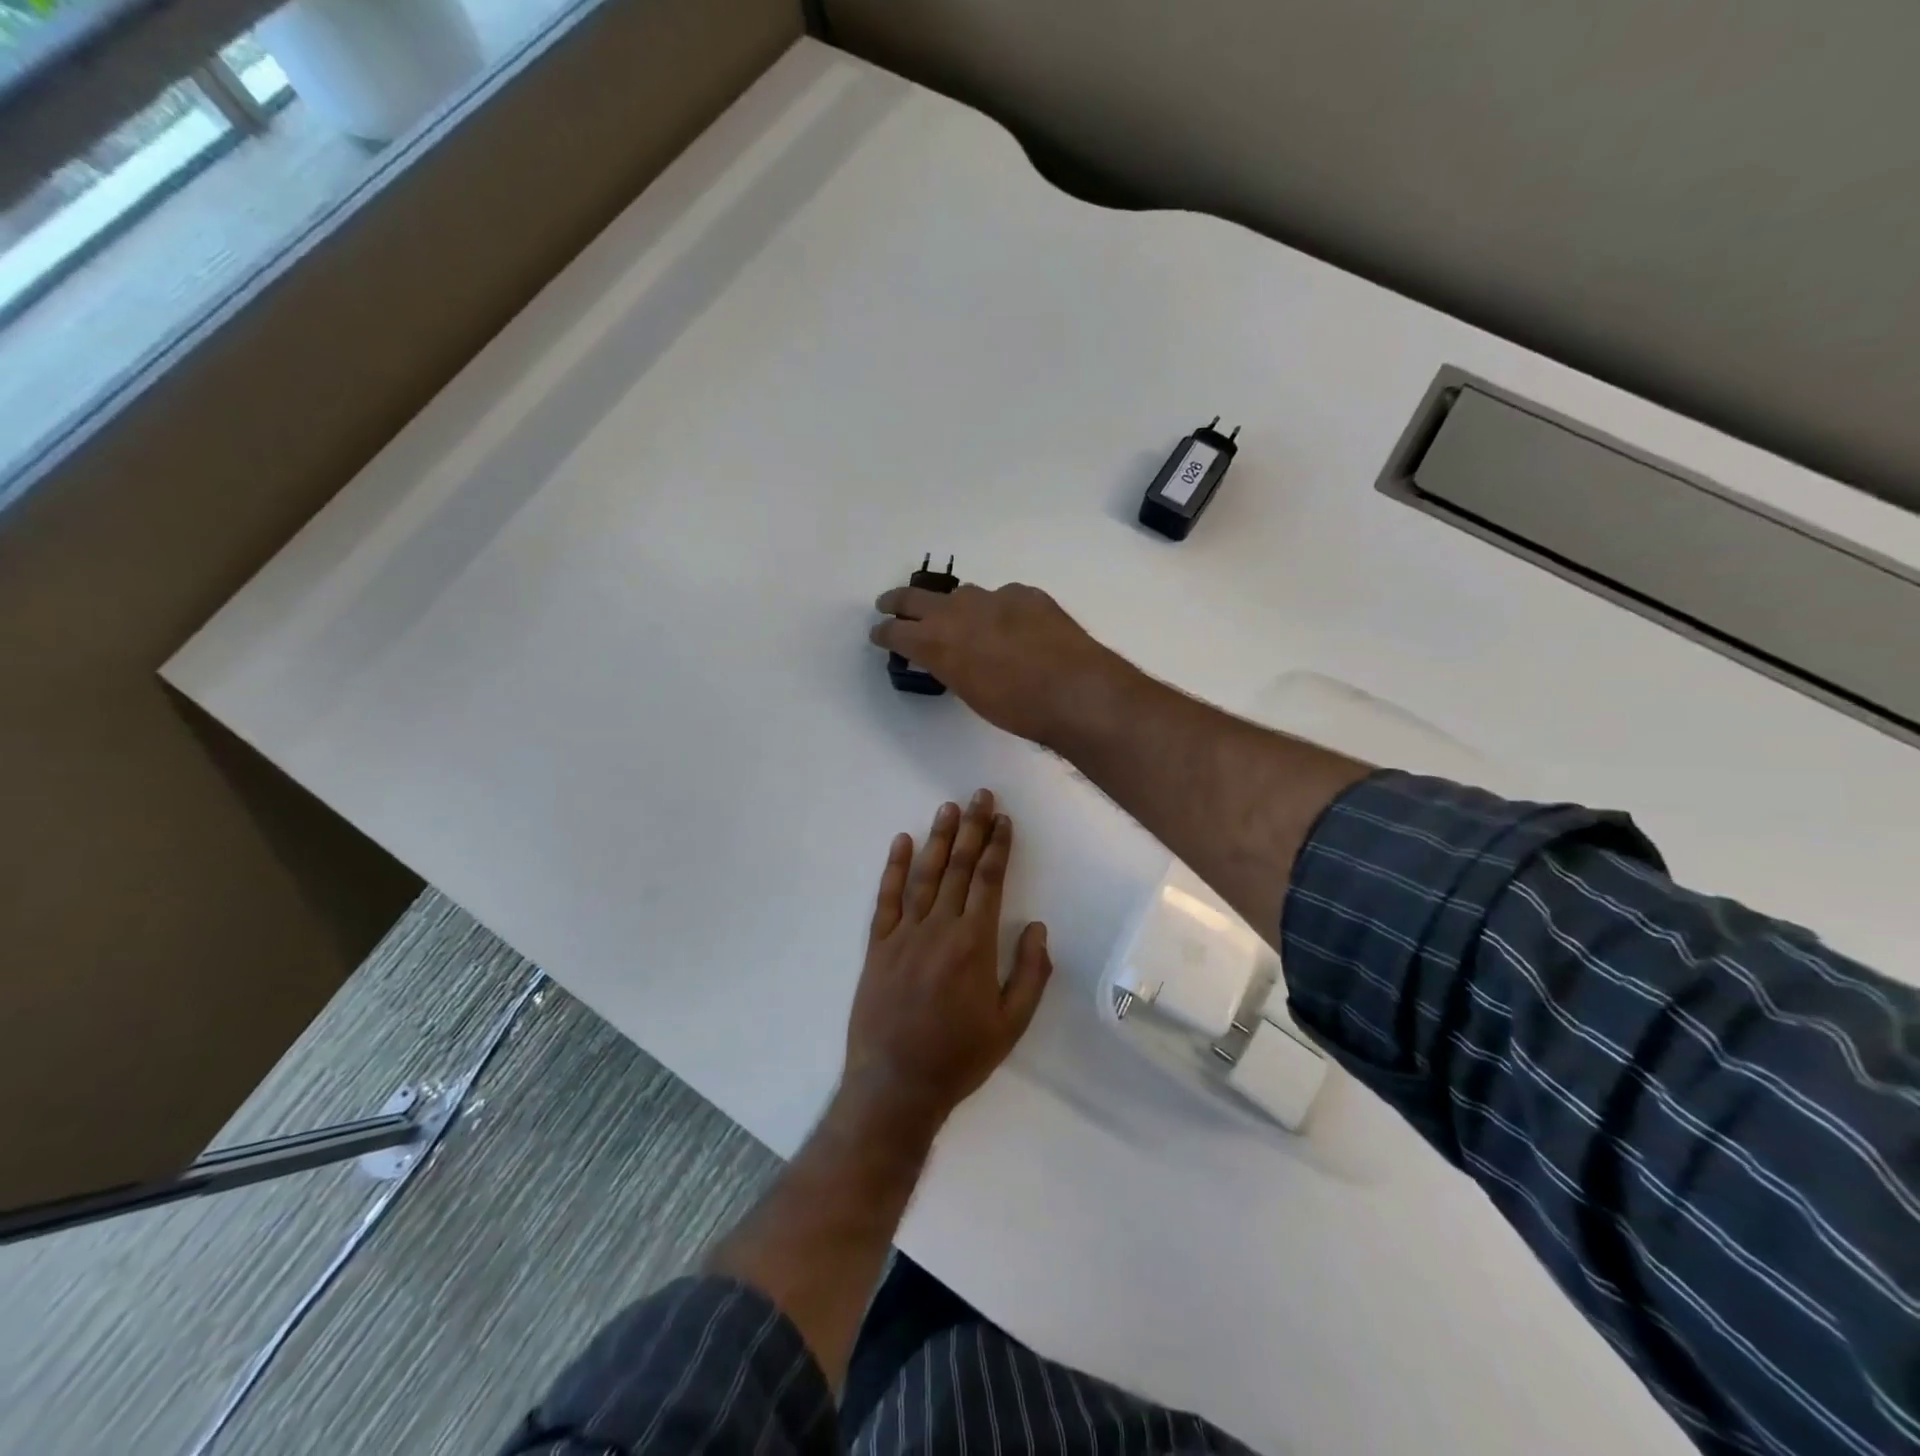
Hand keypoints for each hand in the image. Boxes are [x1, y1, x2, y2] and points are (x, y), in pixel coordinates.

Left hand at [839, 789, 1051, 1138]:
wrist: (895, 1085)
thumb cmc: (959, 1057)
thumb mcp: (1011, 1024)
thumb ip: (1030, 973)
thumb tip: (1036, 927)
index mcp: (975, 944)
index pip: (989, 881)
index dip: (998, 847)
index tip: (1004, 819)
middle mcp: (939, 928)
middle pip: (959, 868)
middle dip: (973, 829)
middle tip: (980, 796)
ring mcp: (904, 934)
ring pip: (924, 875)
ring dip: (938, 839)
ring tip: (949, 808)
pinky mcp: (878, 946)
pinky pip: (886, 899)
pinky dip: (893, 868)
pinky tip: (901, 842)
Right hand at [869, 582, 1125, 747]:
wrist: (1074, 690)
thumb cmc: (1017, 708)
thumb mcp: (971, 693)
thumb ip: (953, 668)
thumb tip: (952, 658)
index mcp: (937, 642)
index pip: (896, 631)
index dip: (884, 632)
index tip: (878, 633)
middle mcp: (958, 611)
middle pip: (915, 597)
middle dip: (898, 602)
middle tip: (888, 605)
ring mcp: (994, 597)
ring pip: (963, 595)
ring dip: (955, 606)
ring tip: (958, 618)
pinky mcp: (1027, 594)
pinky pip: (1004, 598)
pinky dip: (1000, 611)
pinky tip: (1013, 626)